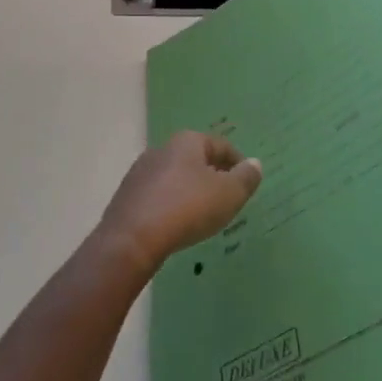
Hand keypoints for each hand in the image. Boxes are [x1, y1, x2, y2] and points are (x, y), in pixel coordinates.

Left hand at [95, 132, 262, 274]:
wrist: (133, 238)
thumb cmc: (188, 208)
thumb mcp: (229, 194)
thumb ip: (246, 178)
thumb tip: (254, 163)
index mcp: (187, 142)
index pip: (220, 145)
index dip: (238, 162)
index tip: (247, 181)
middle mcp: (161, 149)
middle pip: (195, 159)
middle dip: (213, 175)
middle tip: (228, 197)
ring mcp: (140, 172)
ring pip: (175, 177)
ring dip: (190, 189)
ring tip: (204, 212)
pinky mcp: (127, 195)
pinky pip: (158, 195)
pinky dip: (172, 204)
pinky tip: (177, 222)